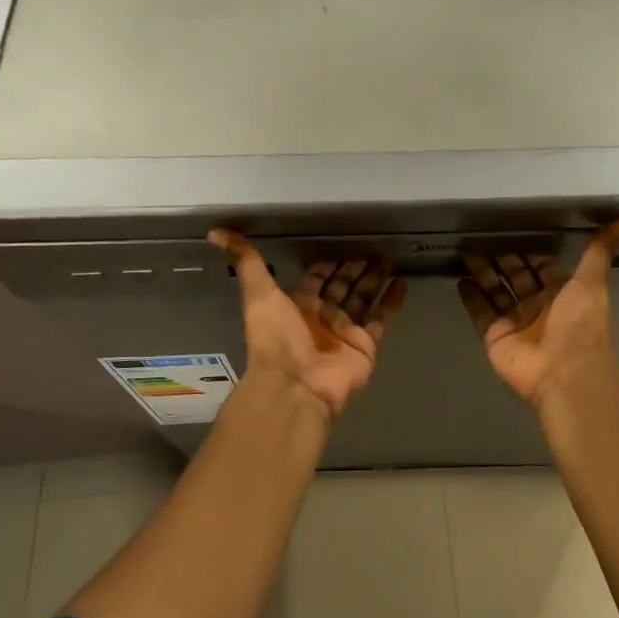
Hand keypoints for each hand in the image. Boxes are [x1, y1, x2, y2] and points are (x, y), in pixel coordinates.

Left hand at [210, 230, 407, 422]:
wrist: (296, 385)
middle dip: (356, 267)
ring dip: (375, 279)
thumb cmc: (276, 338)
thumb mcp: (258, 294)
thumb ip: (246, 262)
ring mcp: (345, 331)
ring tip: (390, 258)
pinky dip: (391, 301)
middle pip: (342, 285)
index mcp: (297, 304)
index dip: (328, 262)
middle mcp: (322, 315)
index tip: (342, 243)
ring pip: (363, 298)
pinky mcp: (365, 344)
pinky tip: (402, 282)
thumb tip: (216, 232)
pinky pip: (381, 318)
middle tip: (373, 247)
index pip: (316, 277)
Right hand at [458, 221, 618, 406]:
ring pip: (495, 290)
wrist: (564, 371)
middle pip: (515, 275)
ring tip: (465, 250)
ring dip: (482, 272)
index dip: (529, 249)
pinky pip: (480, 313)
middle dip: (501, 257)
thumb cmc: (579, 324)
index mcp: (561, 292)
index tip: (512, 228)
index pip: (541, 265)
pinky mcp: (494, 336)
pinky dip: (471, 297)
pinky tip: (460, 279)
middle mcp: (537, 305)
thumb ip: (600, 251)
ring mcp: (514, 321)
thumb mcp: (592, 282)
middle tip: (481, 234)